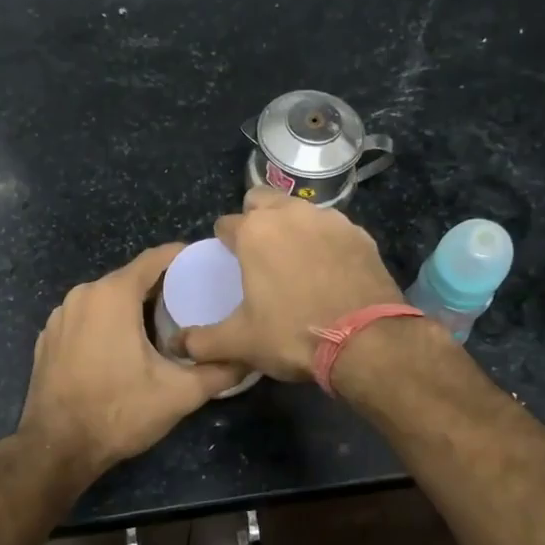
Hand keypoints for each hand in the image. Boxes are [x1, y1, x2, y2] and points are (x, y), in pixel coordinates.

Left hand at [17, 244, 241, 480]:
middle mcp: (83, 294)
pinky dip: (106, 323)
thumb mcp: (179, 394)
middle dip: (160, 287)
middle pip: (130, 278)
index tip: (206, 265)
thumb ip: (219, 371)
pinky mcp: (48, 337)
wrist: (57, 448)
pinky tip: (122, 347)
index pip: (154, 259)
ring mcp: (60, 315)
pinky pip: (86, 317)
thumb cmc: (119, 412)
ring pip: (106, 298)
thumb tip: (249, 359)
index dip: (182, 258)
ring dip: (132, 307)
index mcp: (113, 294)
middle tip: (192, 303)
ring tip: (162, 326)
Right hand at [180, 188, 404, 380]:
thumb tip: (178, 344)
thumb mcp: (240, 343)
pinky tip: (329, 269)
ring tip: (295, 260)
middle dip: (255, 217)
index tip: (229, 262)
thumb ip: (201, 341)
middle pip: (262, 200)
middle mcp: (291, 214)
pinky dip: (325, 241)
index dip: (224, 242)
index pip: (226, 224)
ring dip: (291, 226)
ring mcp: (330, 220)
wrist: (367, 342)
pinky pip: (333, 228)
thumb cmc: (293, 334)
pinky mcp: (361, 235)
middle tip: (258, 252)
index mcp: (255, 232)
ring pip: (300, 210)